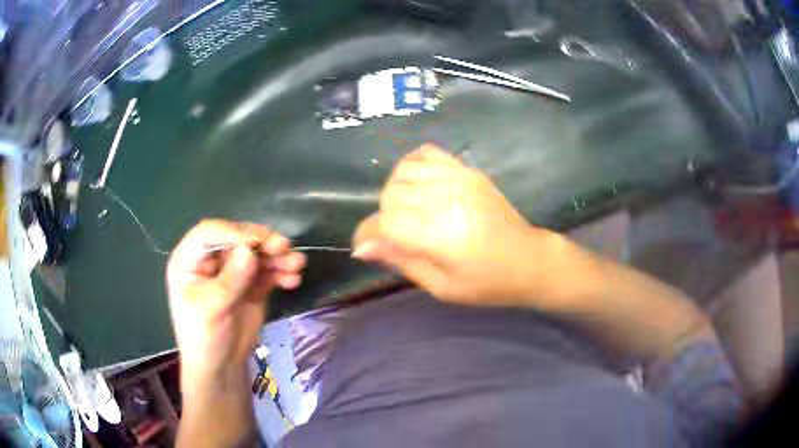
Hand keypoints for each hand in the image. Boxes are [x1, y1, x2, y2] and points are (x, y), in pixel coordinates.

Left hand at [166, 220, 305, 381]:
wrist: (221, 367)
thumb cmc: (204, 338)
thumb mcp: (212, 309)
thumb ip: (230, 280)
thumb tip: (250, 250)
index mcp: (190, 260)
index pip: (210, 233)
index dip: (234, 232)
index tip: (258, 242)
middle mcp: (211, 259)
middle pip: (237, 239)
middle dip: (261, 241)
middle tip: (284, 247)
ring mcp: (232, 271)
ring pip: (256, 253)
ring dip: (277, 256)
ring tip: (297, 264)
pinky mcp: (250, 284)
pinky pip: (267, 271)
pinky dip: (281, 272)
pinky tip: (293, 280)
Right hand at [353, 144, 559, 305]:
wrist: (528, 260)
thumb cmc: (486, 283)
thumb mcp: (440, 286)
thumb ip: (400, 261)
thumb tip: (363, 247)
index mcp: (440, 234)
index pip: (385, 222)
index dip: (368, 235)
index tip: (367, 247)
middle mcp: (446, 198)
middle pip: (391, 194)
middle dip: (384, 217)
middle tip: (397, 237)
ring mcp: (458, 178)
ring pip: (403, 171)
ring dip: (396, 192)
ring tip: (409, 212)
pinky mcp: (467, 170)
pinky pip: (426, 154)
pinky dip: (413, 166)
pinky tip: (419, 186)